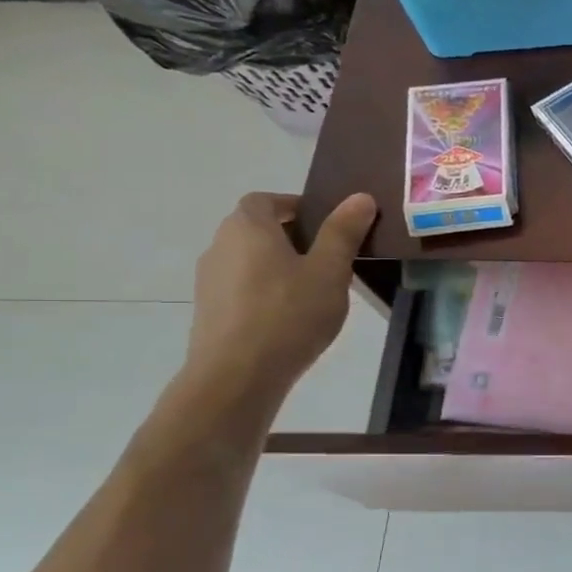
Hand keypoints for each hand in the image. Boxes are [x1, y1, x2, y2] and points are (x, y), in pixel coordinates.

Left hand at [186, 192, 376, 396]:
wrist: (238, 375)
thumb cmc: (289, 314)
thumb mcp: (329, 271)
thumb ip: (343, 232)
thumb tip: (360, 197)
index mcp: (248, 228)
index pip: (265, 200)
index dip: (295, 205)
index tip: (327, 224)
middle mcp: (220, 245)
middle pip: (256, 228)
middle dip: (292, 236)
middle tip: (331, 257)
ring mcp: (210, 279)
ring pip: (250, 259)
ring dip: (279, 264)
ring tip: (315, 290)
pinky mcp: (210, 309)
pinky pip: (243, 286)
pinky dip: (266, 289)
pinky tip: (291, 316)